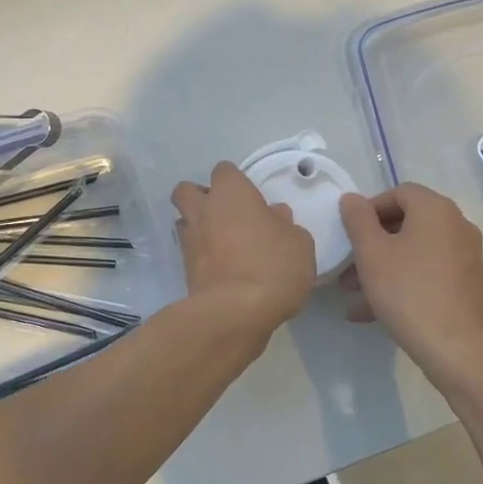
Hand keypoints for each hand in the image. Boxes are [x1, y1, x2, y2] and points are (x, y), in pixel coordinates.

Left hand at [171, 162, 316, 334]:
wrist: (235, 312)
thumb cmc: (272, 266)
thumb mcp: (298, 243)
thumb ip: (286, 225)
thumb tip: (275, 216)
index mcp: (231, 193)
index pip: (224, 171)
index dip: (236, 183)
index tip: (251, 200)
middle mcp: (204, 210)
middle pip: (187, 190)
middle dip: (201, 198)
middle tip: (227, 215)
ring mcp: (189, 240)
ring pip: (183, 221)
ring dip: (198, 227)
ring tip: (223, 244)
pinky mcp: (184, 270)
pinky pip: (190, 252)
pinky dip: (201, 256)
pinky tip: (222, 268)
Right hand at [338, 184, 482, 383]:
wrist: (458, 351)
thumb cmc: (409, 293)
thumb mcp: (372, 254)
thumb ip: (358, 220)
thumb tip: (352, 199)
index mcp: (436, 210)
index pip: (398, 192)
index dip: (369, 209)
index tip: (348, 233)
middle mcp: (457, 226)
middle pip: (406, 223)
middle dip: (372, 243)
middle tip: (347, 266)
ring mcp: (465, 257)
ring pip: (414, 252)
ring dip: (382, 267)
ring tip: (353, 294)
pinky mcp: (467, 286)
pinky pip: (427, 274)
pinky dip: (402, 283)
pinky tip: (372, 313)